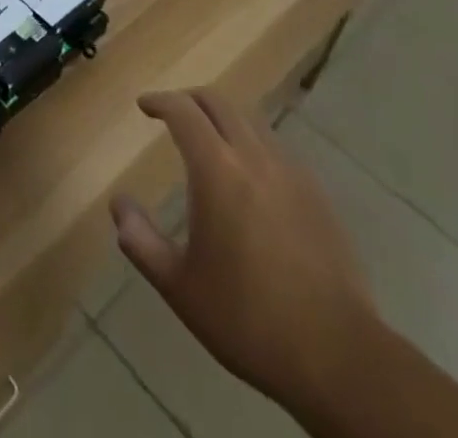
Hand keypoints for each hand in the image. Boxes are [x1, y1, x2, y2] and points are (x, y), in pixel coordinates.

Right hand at [111, 91, 379, 415]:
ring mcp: (292, 174)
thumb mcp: (180, 287)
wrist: (339, 358)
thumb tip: (118, 205)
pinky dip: (253, 145)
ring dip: (224, 120)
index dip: (160, 101)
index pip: (183, 111)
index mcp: (217, 169)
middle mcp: (255, 157)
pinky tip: (251, 179)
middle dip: (190, 100)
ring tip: (209, 142)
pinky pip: (277, 150)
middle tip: (172, 113)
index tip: (144, 106)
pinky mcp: (319, 197)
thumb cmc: (248, 318)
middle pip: (219, 103)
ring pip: (251, 122)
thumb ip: (141, 241)